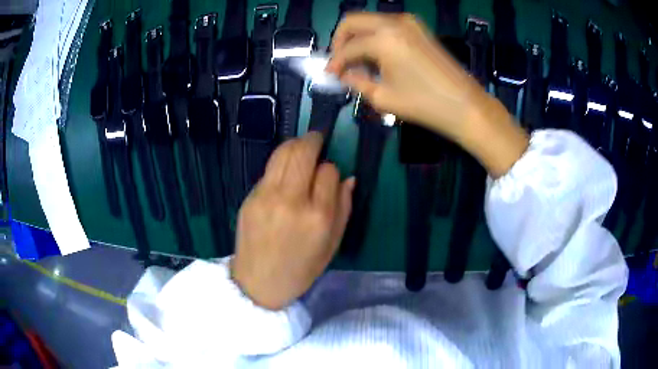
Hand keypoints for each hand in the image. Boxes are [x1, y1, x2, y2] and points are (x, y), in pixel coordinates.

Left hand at [231, 133, 354, 309]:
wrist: (258, 282)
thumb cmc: (300, 269)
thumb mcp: (331, 246)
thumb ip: (343, 210)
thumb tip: (348, 179)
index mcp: (318, 217)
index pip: (328, 172)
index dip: (331, 169)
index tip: (329, 176)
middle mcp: (291, 200)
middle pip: (303, 153)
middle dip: (313, 140)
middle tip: (317, 139)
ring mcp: (266, 196)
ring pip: (283, 153)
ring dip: (295, 144)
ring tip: (302, 146)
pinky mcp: (250, 197)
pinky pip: (269, 169)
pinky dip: (279, 163)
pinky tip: (284, 172)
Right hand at [326, 12, 479, 140]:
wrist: (464, 104)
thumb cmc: (424, 104)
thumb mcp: (383, 97)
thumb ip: (356, 81)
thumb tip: (344, 73)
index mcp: (383, 39)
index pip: (347, 47)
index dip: (335, 61)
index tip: (329, 74)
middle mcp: (393, 22)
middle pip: (353, 21)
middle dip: (340, 40)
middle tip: (340, 61)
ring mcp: (408, 21)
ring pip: (369, 20)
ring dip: (358, 36)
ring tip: (358, 60)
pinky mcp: (418, 27)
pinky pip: (386, 24)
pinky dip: (375, 35)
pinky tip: (376, 54)